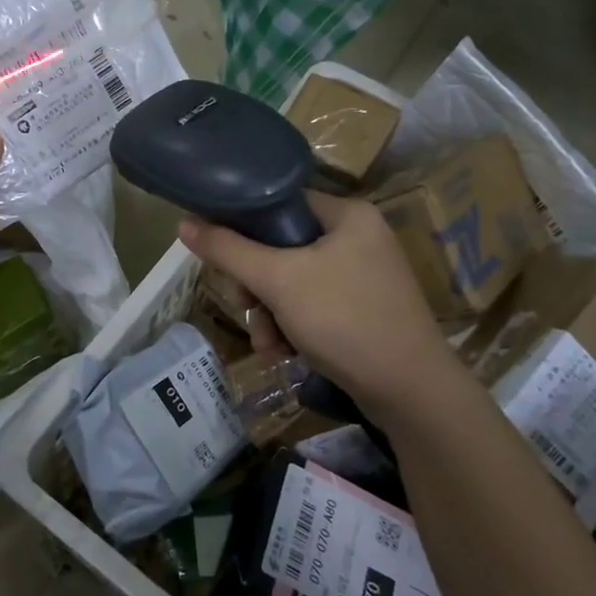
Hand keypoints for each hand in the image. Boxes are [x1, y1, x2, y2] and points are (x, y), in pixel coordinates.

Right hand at [178, 192, 459, 430]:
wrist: (412, 392)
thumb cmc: (345, 321)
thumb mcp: (278, 281)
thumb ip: (229, 250)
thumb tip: (183, 223)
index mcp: (347, 215)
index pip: (280, 203)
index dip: (244, 226)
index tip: (223, 257)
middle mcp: (359, 237)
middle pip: (282, 246)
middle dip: (258, 286)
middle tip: (249, 310)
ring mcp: (365, 275)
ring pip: (294, 281)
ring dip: (271, 314)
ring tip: (268, 345)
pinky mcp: (365, 309)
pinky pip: (314, 304)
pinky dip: (294, 327)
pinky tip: (285, 354)